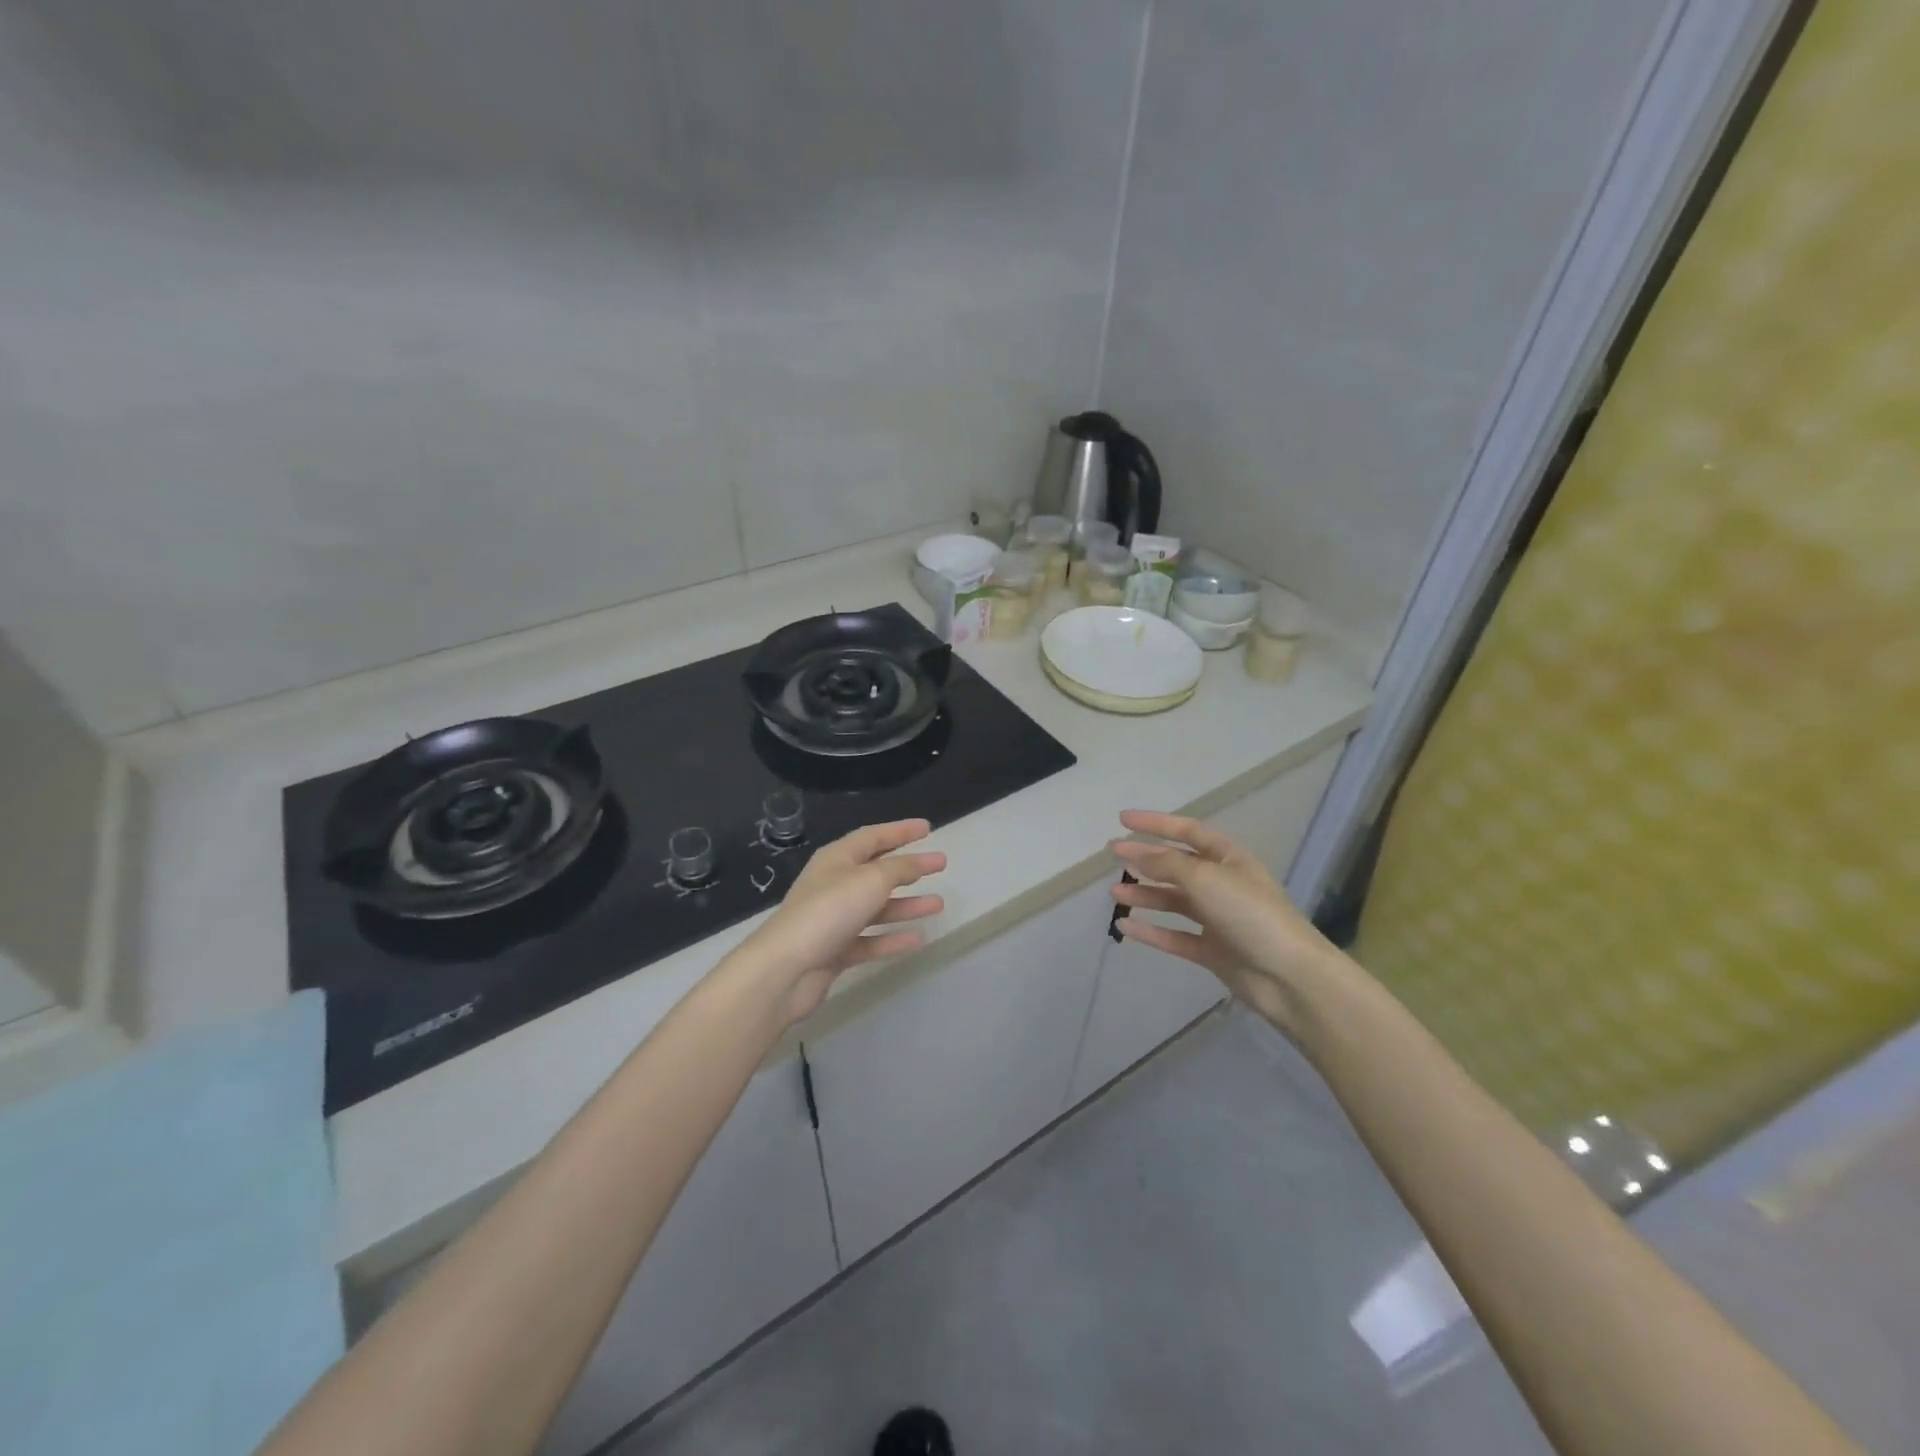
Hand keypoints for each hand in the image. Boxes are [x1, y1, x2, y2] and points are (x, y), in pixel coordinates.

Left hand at [737, 819, 945, 1026]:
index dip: (900, 831)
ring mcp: (834, 920)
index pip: (873, 837)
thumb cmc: (829, 911)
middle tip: (941, 865)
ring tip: (938, 904)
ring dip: (907, 905)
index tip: (928, 828)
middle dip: (910, 868)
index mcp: (837, 859)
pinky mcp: (835, 951)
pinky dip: (892, 939)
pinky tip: (918, 939)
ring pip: (877, 908)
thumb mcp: (870, 880)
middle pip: (877, 871)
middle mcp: (834, 885)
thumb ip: (898, 869)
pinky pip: (870, 940)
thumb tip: (916, 861)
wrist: (786, 968)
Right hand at [1110, 810, 1340, 1032]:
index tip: (1122, 820)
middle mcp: (1222, 884)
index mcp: (1229, 859)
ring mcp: (1217, 919)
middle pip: (1177, 866)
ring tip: (1113, 893)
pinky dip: (1151, 931)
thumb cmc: (1249, 914)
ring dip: (1144, 895)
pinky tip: (1126, 927)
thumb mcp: (1205, 878)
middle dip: (1145, 859)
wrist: (1288, 976)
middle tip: (1112, 855)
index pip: (1187, 832)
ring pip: (1173, 901)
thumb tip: (1134, 853)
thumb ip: (1166, 864)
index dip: (1155, 823)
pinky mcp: (1212, 951)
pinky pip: (1174, 936)